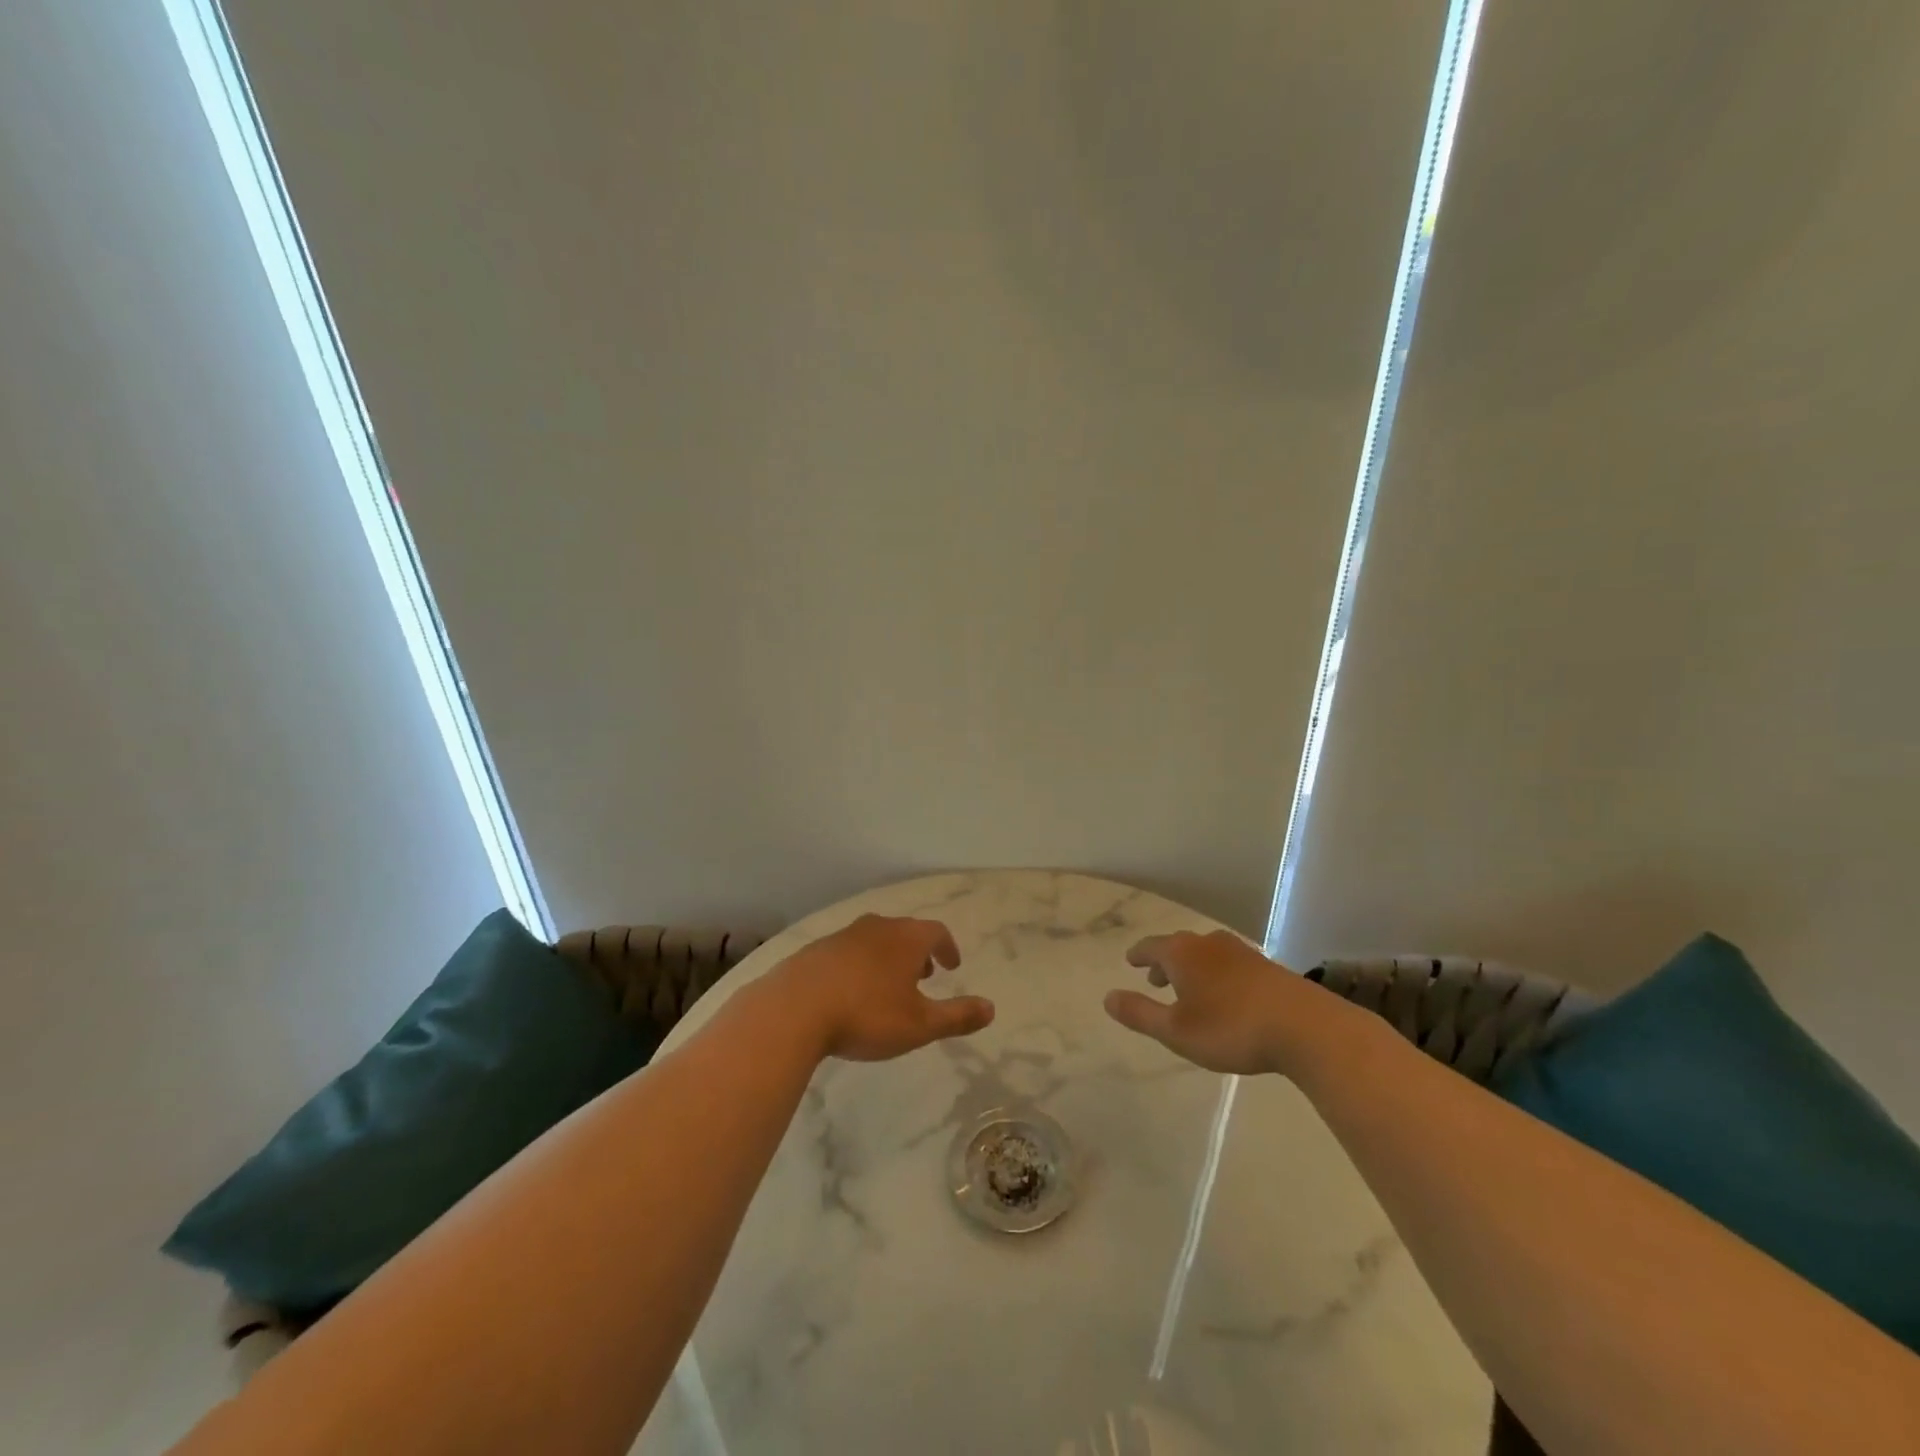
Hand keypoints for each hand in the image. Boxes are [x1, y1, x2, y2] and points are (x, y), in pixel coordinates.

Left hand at [766, 914, 994, 1061]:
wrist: (793, 1009)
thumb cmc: (867, 1015)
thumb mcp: (920, 1024)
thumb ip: (957, 1016)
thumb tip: (991, 1008)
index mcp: (906, 939)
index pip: (936, 932)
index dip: (948, 947)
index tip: (952, 965)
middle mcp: (876, 928)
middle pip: (905, 932)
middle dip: (919, 951)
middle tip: (925, 974)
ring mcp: (843, 936)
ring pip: (875, 939)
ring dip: (888, 957)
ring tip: (889, 985)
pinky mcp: (815, 951)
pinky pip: (848, 952)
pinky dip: (860, 965)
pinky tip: (851, 991)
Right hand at [1104, 929, 1357, 1076]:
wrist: (1304, 1027)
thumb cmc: (1230, 1028)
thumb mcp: (1176, 1030)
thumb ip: (1140, 1013)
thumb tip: (1107, 997)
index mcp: (1182, 953)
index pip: (1151, 946)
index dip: (1138, 955)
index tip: (1130, 960)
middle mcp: (1209, 944)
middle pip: (1179, 946)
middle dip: (1165, 961)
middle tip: (1155, 978)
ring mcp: (1241, 952)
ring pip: (1206, 954)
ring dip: (1192, 968)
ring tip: (1190, 989)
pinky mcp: (1267, 967)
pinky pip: (1230, 964)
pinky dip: (1217, 974)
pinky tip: (1226, 995)